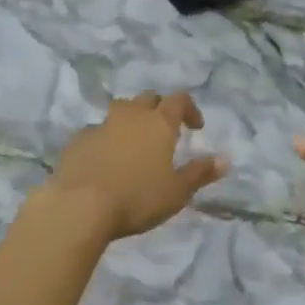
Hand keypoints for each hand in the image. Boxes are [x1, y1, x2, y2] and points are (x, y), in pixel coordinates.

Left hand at [48, 92, 225, 241]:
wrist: (80, 206)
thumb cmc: (137, 198)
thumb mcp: (177, 192)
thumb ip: (200, 173)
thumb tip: (225, 159)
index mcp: (159, 123)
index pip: (179, 100)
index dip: (190, 109)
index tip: (196, 127)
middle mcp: (131, 115)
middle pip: (149, 98)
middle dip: (159, 109)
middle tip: (163, 131)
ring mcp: (102, 124)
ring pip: (121, 109)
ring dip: (130, 119)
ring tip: (133, 142)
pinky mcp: (78, 140)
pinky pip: (97, 131)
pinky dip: (105, 138)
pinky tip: (104, 160)